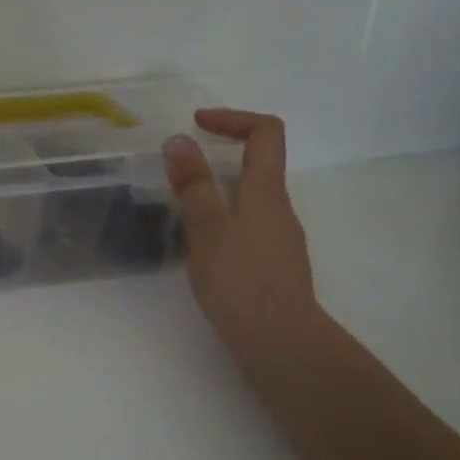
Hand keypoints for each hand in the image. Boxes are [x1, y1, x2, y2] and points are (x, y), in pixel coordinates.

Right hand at [164, 109, 324, 372]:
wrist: (280, 341)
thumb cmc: (240, 281)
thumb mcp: (208, 229)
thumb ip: (192, 185)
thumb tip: (178, 139)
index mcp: (266, 191)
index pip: (265, 132)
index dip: (234, 118)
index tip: (197, 124)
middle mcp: (280, 208)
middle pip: (260, 163)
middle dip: (222, 153)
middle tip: (182, 165)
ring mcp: (281, 237)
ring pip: (253, 197)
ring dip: (220, 189)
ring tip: (183, 210)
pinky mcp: (274, 264)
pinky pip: (250, 226)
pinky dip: (225, 220)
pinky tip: (202, 248)